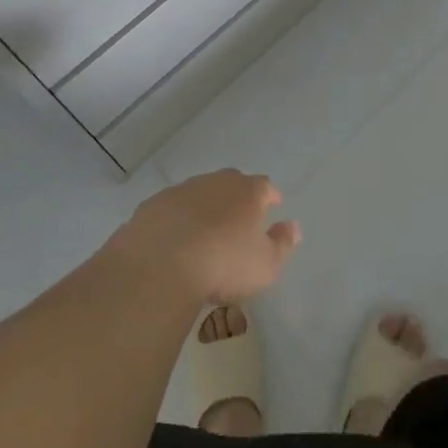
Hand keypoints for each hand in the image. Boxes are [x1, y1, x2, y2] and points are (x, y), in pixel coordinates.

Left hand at [107, 169, 300, 305]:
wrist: (162, 264)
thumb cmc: (224, 265)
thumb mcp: (265, 265)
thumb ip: (282, 244)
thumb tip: (293, 227)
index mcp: (247, 192)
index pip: (264, 186)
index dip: (269, 197)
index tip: (271, 207)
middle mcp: (216, 182)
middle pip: (231, 183)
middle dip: (236, 197)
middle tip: (238, 220)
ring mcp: (182, 190)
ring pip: (200, 193)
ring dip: (205, 207)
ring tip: (204, 233)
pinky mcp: (154, 204)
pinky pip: (172, 209)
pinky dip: (177, 220)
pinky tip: (174, 241)